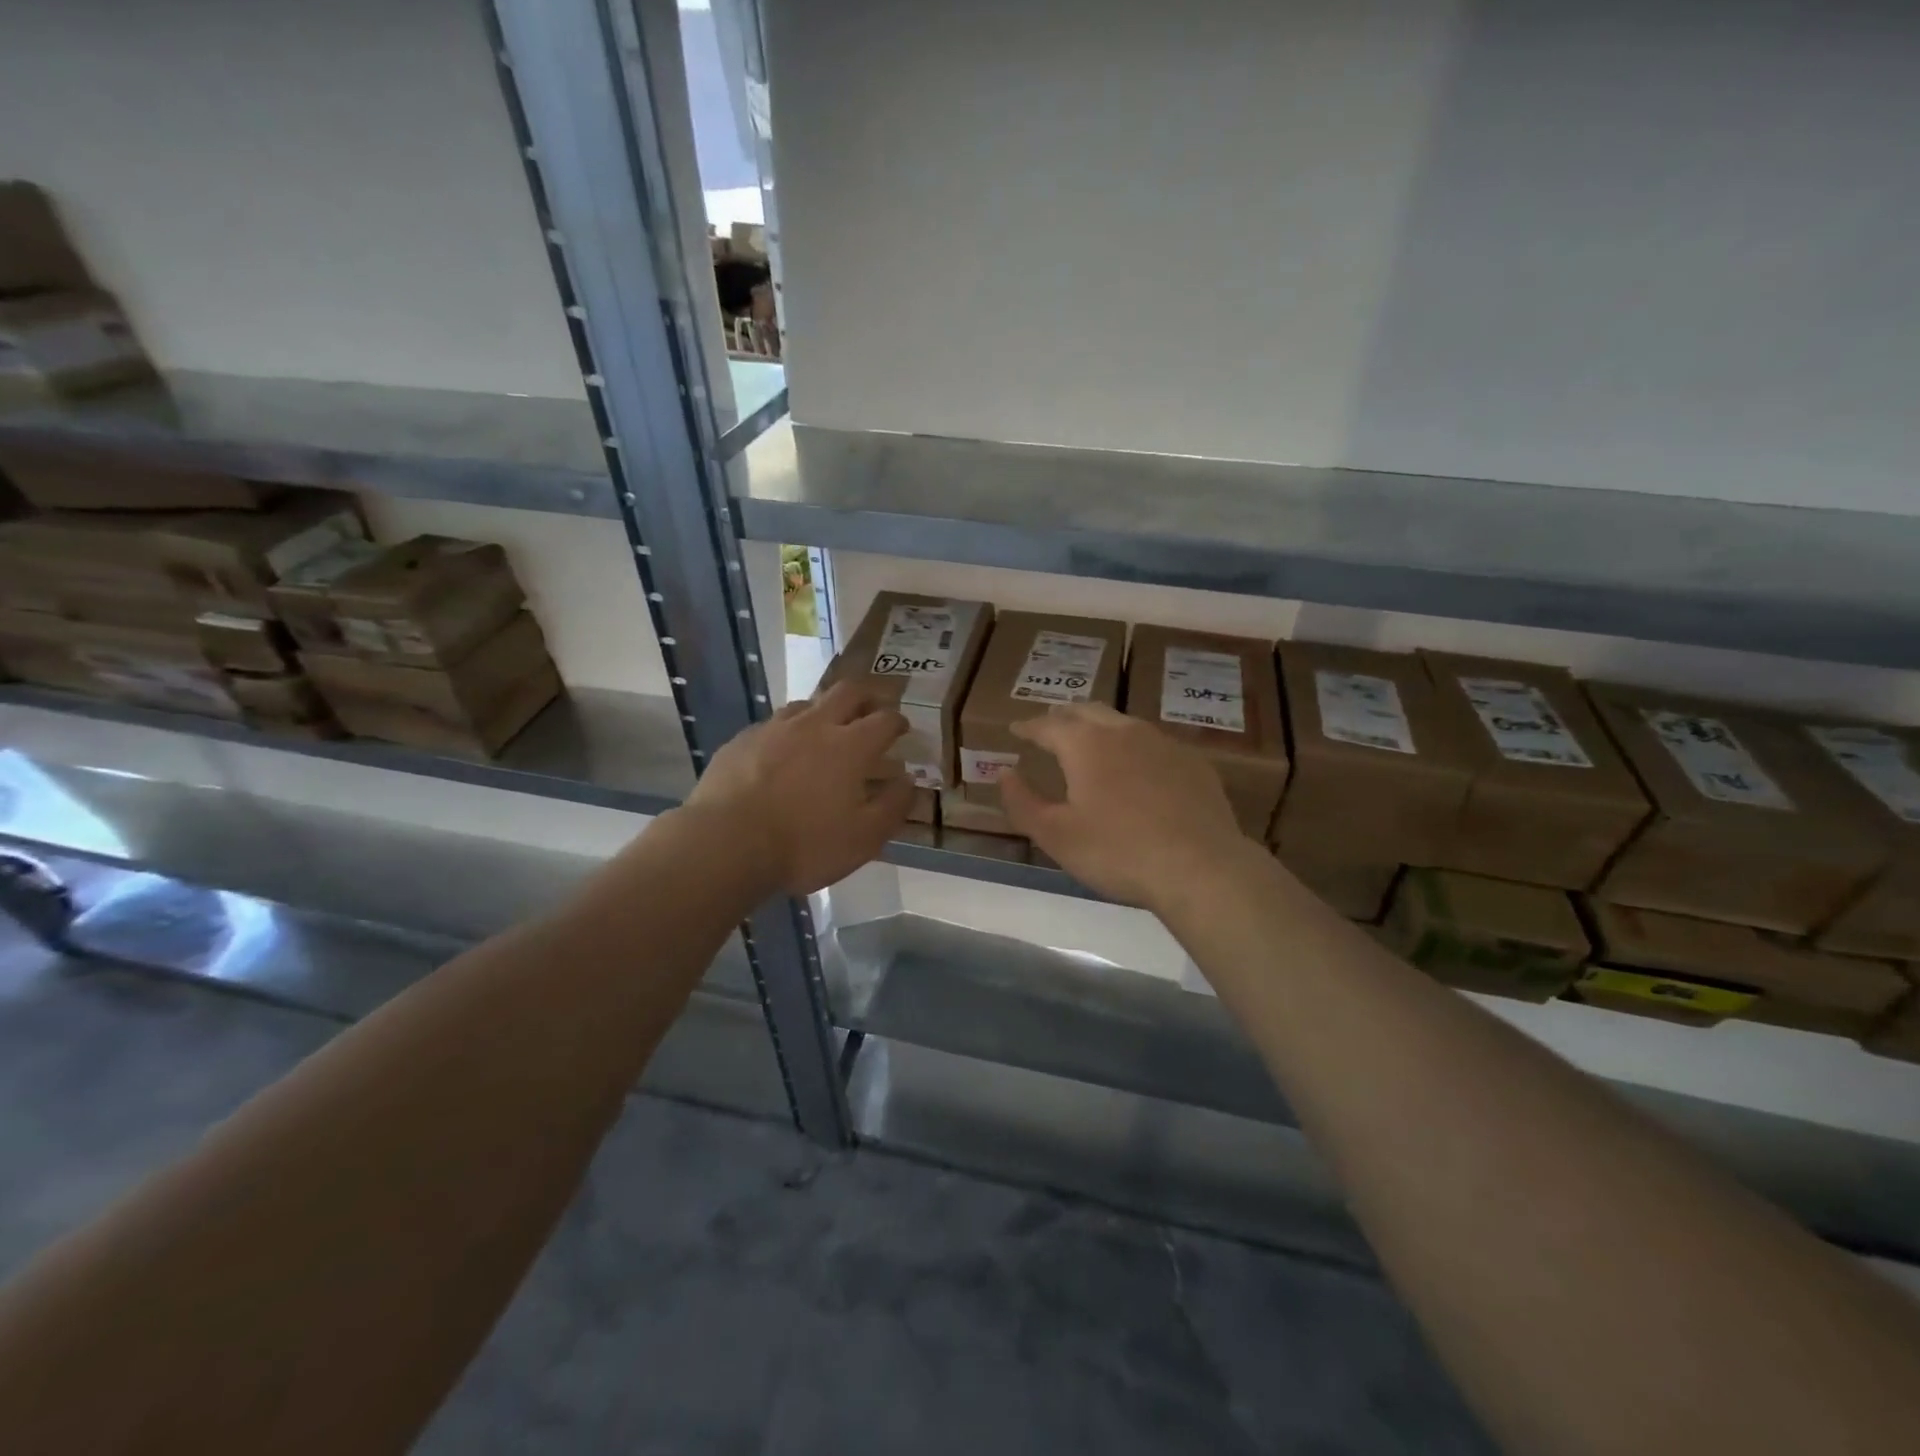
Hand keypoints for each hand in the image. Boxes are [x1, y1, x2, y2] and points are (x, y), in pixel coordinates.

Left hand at [683, 681, 913, 895]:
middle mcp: (815, 725)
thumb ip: (893, 806)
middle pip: (848, 692)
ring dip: (824, 710)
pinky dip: (787, 732)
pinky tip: (780, 752)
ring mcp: (774, 728)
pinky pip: (772, 725)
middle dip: (867, 696)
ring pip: (807, 703)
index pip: (885, 720)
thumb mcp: (864, 838)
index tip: (902, 729)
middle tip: (872, 709)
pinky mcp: (742, 740)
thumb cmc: (804, 845)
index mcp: (850, 746)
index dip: (898, 722)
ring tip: (825, 730)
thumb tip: (908, 780)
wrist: (725, 844)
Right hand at [998, 703, 1256, 907]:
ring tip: (1090, 740)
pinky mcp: (1193, 762)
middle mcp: (1124, 731)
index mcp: (1086, 744)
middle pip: (1087, 711)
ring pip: (1123, 722)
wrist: (1201, 867)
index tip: (1016, 729)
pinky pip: (1154, 743)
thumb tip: (1004, 773)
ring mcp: (1163, 743)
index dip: (1028, 726)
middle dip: (1064, 716)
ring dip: (1100, 726)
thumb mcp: (1056, 835)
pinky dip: (1134, 746)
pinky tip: (1138, 767)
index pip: (1048, 725)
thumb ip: (1023, 802)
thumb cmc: (1118, 852)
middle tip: (1051, 726)